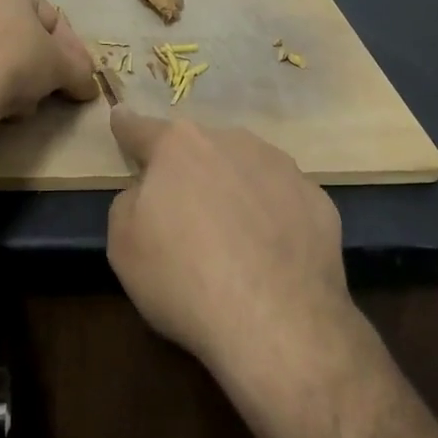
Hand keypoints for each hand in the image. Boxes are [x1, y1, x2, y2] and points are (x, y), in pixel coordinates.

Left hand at [0, 0, 97, 124]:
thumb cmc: (15, 61)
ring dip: (9, 80)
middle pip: (18, 37)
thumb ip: (79, 73)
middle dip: (37, 67)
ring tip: (17, 108)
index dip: (70, 50)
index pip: (50, 17)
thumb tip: (89, 87)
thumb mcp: (61, 67)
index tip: (78, 77)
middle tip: (47, 93)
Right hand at [107, 110, 351, 385]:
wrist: (278, 322)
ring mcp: (281, 167)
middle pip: (199, 150)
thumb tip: (148, 192)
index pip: (141, 129)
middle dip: (188, 172)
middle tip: (185, 218)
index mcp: (178, 146)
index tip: (120, 114)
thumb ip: (130, 202)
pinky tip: (271, 257)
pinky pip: (282, 201)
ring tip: (234, 242)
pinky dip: (272, 218)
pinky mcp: (317, 199)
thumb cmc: (184, 278)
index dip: (126, 126)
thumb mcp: (124, 244)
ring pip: (245, 170)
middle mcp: (231, 141)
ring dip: (233, 190)